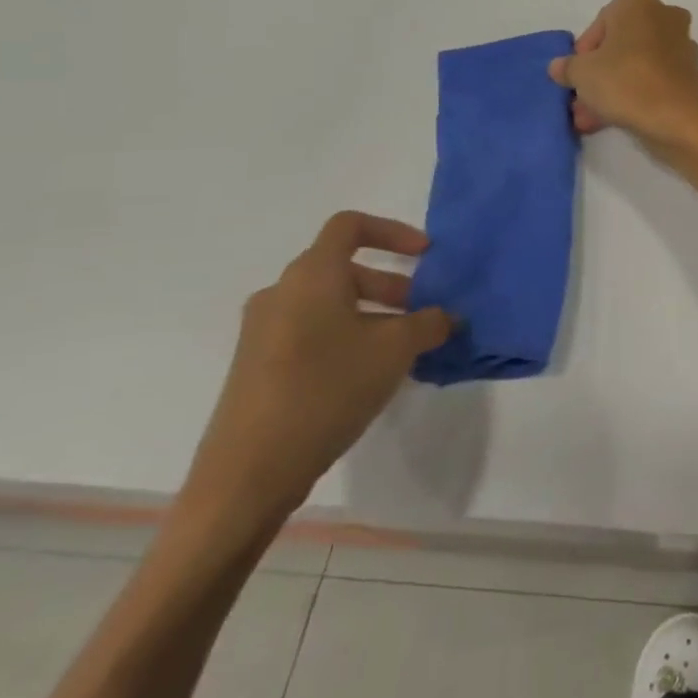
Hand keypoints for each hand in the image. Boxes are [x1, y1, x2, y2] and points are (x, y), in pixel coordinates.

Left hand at [182, 211, 449, 528]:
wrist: (249, 471)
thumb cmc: (327, 389)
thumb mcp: (395, 350)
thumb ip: (429, 323)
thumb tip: (448, 316)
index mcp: (312, 275)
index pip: (350, 226)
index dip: (393, 231)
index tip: (425, 255)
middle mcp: (282, 292)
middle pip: (343, 268)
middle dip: (390, 284)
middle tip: (422, 314)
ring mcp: (263, 330)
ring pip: (328, 303)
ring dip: (371, 314)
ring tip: (402, 349)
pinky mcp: (257, 365)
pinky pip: (311, 331)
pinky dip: (346, 337)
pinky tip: (368, 375)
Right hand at [549, 0, 697, 156]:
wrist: (675, 119)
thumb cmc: (624, 81)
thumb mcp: (581, 73)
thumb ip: (567, 67)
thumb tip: (558, 67)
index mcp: (638, 2)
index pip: (600, 24)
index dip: (583, 53)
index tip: (576, 76)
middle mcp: (665, 16)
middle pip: (620, 46)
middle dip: (598, 75)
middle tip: (580, 101)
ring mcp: (681, 44)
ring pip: (636, 65)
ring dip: (612, 89)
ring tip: (590, 119)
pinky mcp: (690, 73)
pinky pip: (653, 79)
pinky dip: (635, 95)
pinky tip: (613, 119)